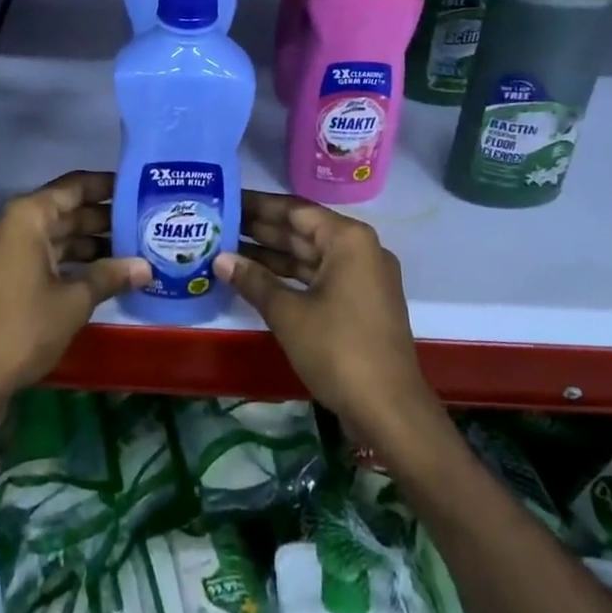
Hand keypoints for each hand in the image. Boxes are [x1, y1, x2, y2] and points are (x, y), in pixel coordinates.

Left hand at [0, 171, 146, 418]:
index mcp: (27, 216)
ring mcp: (4, 250)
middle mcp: (12, 224)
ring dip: (87, 242)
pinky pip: (41, 254)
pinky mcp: (2, 274)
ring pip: (53, 234)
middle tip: (141, 222)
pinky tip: (100, 273)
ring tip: (129, 248)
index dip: (105, 186)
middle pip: (64, 210)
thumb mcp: (74, 301)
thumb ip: (110, 276)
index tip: (136, 188)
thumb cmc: (23, 329)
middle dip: (101, 218)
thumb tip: (146, 267)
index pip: (73, 187)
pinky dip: (68, 260)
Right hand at [215, 191, 431, 438]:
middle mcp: (359, 249)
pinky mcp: (361, 303)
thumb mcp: (288, 313)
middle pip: (302, 230)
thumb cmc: (339, 351)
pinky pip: (319, 277)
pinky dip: (289, 277)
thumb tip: (220, 258)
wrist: (391, 413)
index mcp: (347, 239)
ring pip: (309, 256)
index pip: (294, 210)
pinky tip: (256, 278)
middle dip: (261, 229)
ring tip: (228, 248)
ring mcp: (362, 277)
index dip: (258, 205)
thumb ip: (253, 280)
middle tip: (220, 223)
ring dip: (272, 254)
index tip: (227, 199)